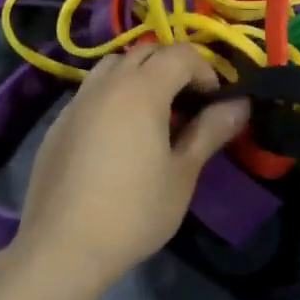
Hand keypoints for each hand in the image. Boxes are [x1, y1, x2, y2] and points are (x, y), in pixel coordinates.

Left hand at [17, 45, 249, 286]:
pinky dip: (113, 95)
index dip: (205, 72)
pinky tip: (118, 138)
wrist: (62, 247)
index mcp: (142, 90)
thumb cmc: (134, 210)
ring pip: (114, 66)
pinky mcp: (58, 123)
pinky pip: (92, 91)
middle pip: (146, 52)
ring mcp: (77, 101)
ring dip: (139, 76)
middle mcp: (107, 84)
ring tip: (153, 115)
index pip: (181, 55)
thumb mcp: (183, 173)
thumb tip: (240, 105)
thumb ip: (211, 131)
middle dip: (173, 67)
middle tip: (188, 104)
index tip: (214, 104)